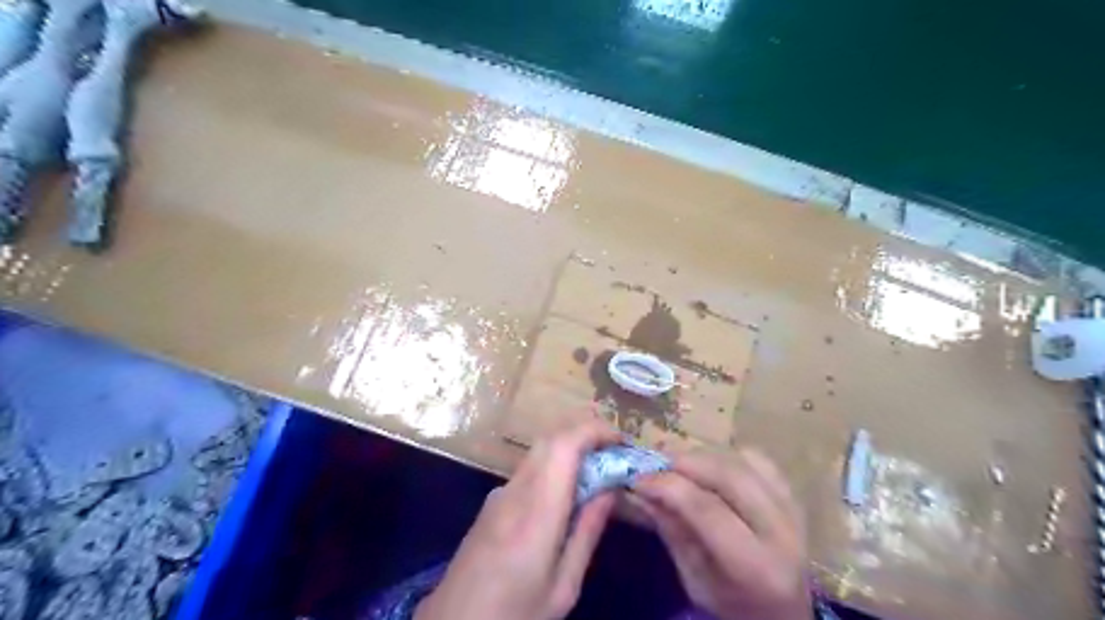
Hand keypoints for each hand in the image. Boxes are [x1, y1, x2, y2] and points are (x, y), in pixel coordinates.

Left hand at [415, 420, 619, 619]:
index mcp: (536, 512)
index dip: (593, 431)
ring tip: (599, 470)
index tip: (621, 440)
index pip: (563, 446)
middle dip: (586, 434)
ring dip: (570, 448)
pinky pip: (529, 469)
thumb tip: (610, 489)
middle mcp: (515, 491)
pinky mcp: (493, 502)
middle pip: (551, 439)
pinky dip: (554, 465)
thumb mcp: (563, 586)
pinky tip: (567, 492)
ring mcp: (500, 493)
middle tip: (616, 452)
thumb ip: (587, 532)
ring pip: (539, 452)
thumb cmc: (514, 614)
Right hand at [629, 448, 808, 619]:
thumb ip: (672, 532)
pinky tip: (711, 466)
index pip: (706, 509)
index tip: (637, 478)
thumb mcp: (694, 581)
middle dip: (685, 461)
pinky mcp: (794, 497)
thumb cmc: (732, 607)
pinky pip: (760, 460)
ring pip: (744, 461)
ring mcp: (794, 510)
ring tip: (678, 462)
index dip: (668, 486)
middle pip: (728, 475)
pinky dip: (729, 455)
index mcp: (756, 566)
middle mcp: (782, 532)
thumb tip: (641, 489)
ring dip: (705, 456)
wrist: (785, 617)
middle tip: (655, 462)